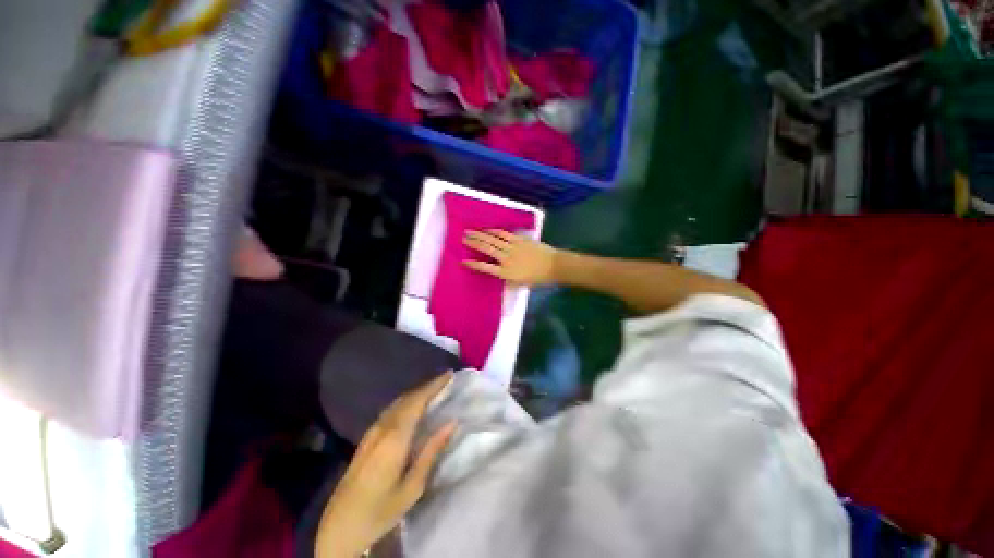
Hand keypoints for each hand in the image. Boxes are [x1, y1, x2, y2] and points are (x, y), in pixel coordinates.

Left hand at [315, 373, 456, 557]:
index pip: (417, 401)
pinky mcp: (367, 438)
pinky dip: (407, 401)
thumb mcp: (413, 486)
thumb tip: (452, 422)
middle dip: (428, 386)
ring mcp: (372, 432)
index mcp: (395, 438)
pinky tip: (413, 406)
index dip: (434, 385)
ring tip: (434, 389)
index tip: (449, 374)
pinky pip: (391, 410)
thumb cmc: (381, 510)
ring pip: (398, 402)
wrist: (340, 527)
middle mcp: (382, 428)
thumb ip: (432, 450)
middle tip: (446, 380)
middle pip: (408, 398)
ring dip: (417, 392)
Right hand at [463, 230, 558, 285]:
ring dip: (481, 235)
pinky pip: (504, 234)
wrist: (554, 266)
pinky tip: (488, 230)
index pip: (485, 268)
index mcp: (506, 273)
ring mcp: (513, 247)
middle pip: (486, 249)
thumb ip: (508, 279)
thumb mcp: (521, 284)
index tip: (463, 261)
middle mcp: (506, 259)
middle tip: (463, 237)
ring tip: (470, 231)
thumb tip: (499, 275)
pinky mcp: (519, 240)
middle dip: (473, 243)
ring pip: (493, 240)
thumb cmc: (538, 278)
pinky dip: (495, 231)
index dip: (473, 264)